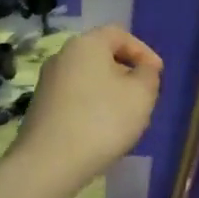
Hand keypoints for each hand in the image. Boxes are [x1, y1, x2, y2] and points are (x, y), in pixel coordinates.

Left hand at [14, 25, 162, 187]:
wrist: (48, 163)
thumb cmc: (102, 121)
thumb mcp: (141, 95)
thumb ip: (148, 74)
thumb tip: (143, 68)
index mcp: (86, 44)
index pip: (119, 34)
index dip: (143, 51)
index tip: (157, 74)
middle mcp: (62, 56)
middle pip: (101, 55)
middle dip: (126, 73)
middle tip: (144, 96)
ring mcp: (48, 82)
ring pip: (88, 78)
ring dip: (110, 92)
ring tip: (125, 117)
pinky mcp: (40, 107)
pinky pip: (75, 98)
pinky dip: (92, 107)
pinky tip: (101, 131)